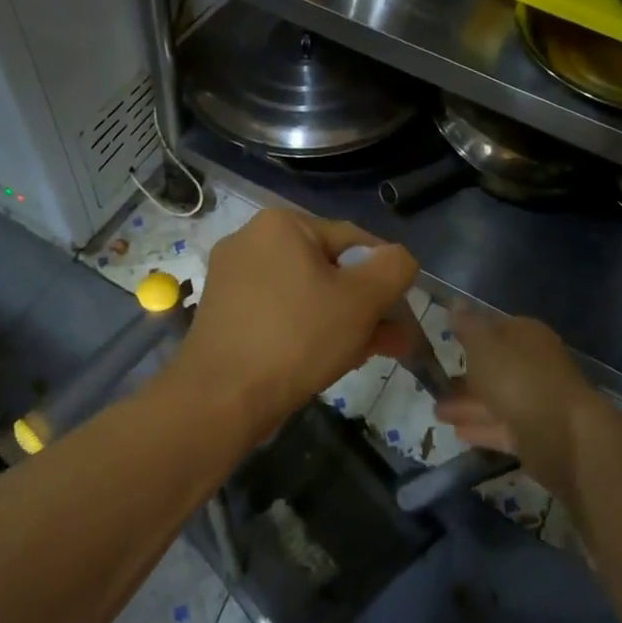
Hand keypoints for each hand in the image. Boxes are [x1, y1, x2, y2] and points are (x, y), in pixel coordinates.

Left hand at [174, 209, 419, 429]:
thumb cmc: (297, 338)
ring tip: (367, 354)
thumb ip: (393, 268)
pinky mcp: (223, 312)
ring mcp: (232, 277)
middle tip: (390, 340)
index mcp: (281, 223)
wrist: (220, 398)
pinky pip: (279, 312)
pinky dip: (306, 329)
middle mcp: (251, 239)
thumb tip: (399, 258)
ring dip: (340, 320)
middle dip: (364, 305)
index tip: (401, 314)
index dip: (385, 275)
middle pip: (328, 267)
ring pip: (305, 293)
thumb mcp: (361, 299)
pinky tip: (328, 359)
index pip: (354, 240)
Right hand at [435, 307, 599, 500]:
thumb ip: (467, 325)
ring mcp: (536, 401)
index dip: (470, 333)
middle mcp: (534, 365)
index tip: (446, 341)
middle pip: (494, 367)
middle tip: (434, 381)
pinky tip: (456, 432)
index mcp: (526, 336)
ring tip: (435, 412)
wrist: (564, 436)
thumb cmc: (519, 378)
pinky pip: (501, 427)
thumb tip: (456, 301)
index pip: (496, 328)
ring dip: (466, 405)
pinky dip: (480, 428)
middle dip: (465, 375)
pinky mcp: (535, 434)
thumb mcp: (484, 345)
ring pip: (495, 399)